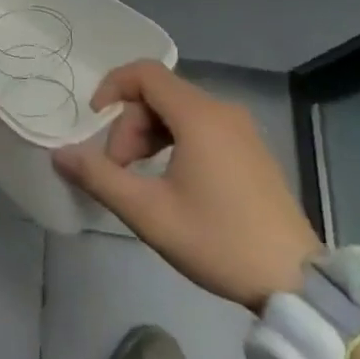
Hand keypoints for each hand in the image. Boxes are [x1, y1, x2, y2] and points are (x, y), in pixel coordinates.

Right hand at [53, 61, 320, 310]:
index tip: (94, 120)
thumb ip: (100, 178)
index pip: (145, 73)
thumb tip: (60, 155)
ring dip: (150, 134)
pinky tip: (173, 180)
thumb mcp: (150, 214)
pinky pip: (202, 125)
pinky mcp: (253, 150)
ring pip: (180, 110)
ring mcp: (242, 129)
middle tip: (119, 169)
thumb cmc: (219, 241)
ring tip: (141, 177)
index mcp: (198, 115)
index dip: (113, 87)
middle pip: (159, 93)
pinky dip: (176, 140)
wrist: (299, 286)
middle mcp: (222, 110)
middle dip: (130, 124)